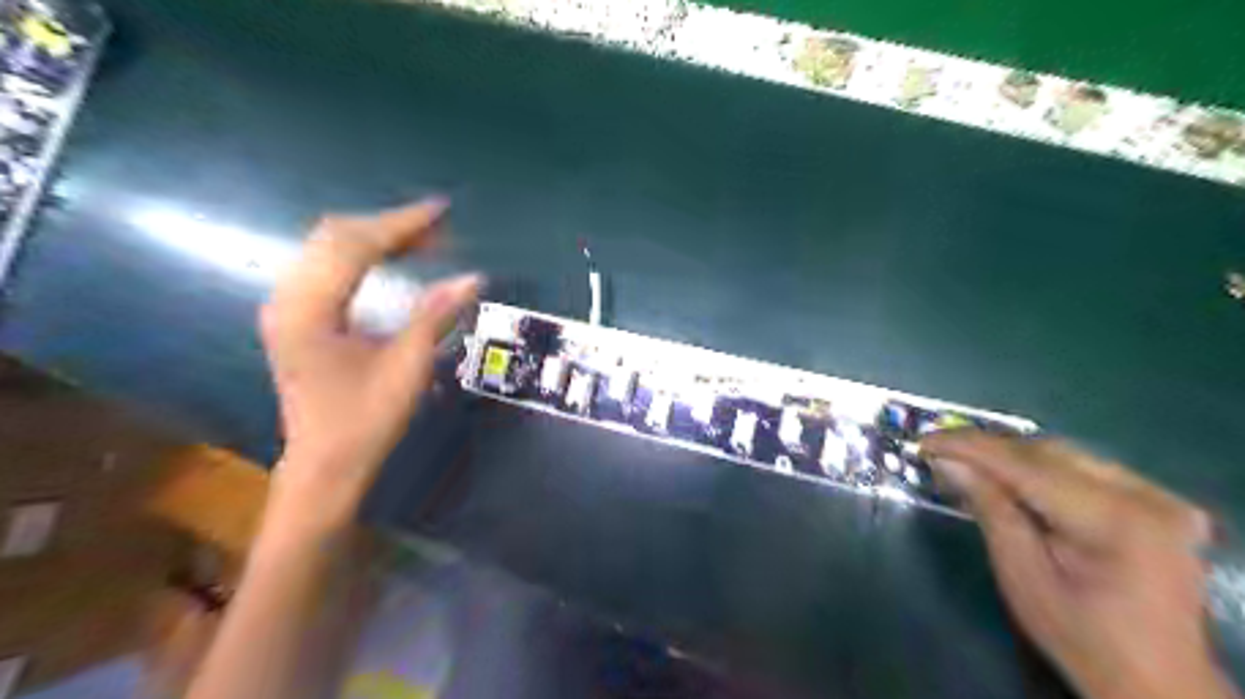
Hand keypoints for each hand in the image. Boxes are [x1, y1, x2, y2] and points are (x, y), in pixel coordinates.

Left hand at [260, 199, 481, 520]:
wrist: (325, 464)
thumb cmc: (365, 420)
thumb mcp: (407, 368)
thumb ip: (436, 315)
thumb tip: (472, 277)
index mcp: (309, 310)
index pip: (355, 246)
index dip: (401, 224)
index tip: (440, 210)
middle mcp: (288, 298)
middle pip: (335, 236)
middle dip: (389, 226)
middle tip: (438, 230)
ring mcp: (286, 306)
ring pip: (328, 247)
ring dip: (375, 238)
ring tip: (422, 242)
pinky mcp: (295, 316)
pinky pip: (326, 265)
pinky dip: (362, 255)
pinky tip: (390, 261)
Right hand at [922, 430, 1223, 698]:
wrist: (1157, 681)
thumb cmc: (1079, 636)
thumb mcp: (1021, 575)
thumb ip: (989, 508)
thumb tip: (947, 462)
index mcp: (1116, 520)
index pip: (1027, 465)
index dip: (970, 447)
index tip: (924, 441)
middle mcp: (1146, 496)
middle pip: (1048, 451)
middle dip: (989, 448)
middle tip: (941, 452)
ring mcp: (1158, 496)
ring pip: (1065, 454)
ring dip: (1012, 455)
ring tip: (968, 463)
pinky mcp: (1157, 502)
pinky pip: (1085, 468)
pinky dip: (1041, 467)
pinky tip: (1011, 477)